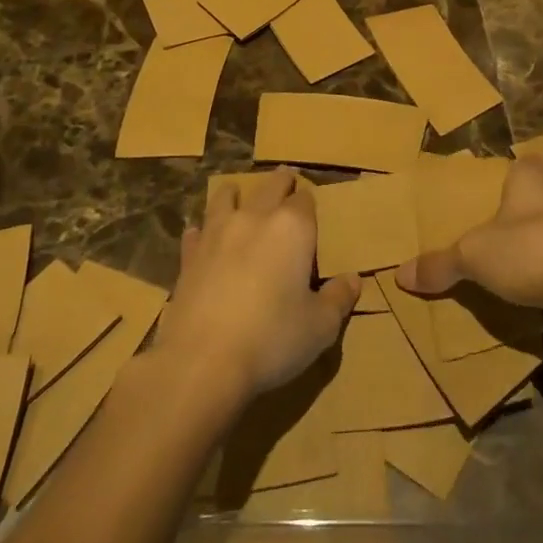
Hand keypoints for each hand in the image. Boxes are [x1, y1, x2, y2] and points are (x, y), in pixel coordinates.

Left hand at [156, 167, 358, 402]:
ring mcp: (216, 233)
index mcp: (292, 228)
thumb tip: (353, 280)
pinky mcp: (188, 256)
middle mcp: (254, 218)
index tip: (312, 209)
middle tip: (285, 180)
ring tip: (237, 193)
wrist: (202, 362)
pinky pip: (196, 231)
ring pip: (225, 197)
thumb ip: (339, 298)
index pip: (305, 200)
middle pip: (269, 186)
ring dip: (235, 193)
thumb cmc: (272, 339)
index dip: (310, 203)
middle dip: (280, 183)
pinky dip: (201, 230)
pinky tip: (200, 236)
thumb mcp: (320, 326)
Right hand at [395, 154, 542, 336]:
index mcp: (531, 178)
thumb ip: (440, 263)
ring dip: (533, 242)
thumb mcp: (473, 256)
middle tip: (487, 228)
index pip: (521, 162)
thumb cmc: (531, 250)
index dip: (507, 172)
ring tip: (506, 261)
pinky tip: (532, 286)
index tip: (487, 189)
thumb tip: (399, 275)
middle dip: (515, 211)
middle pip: (534, 196)